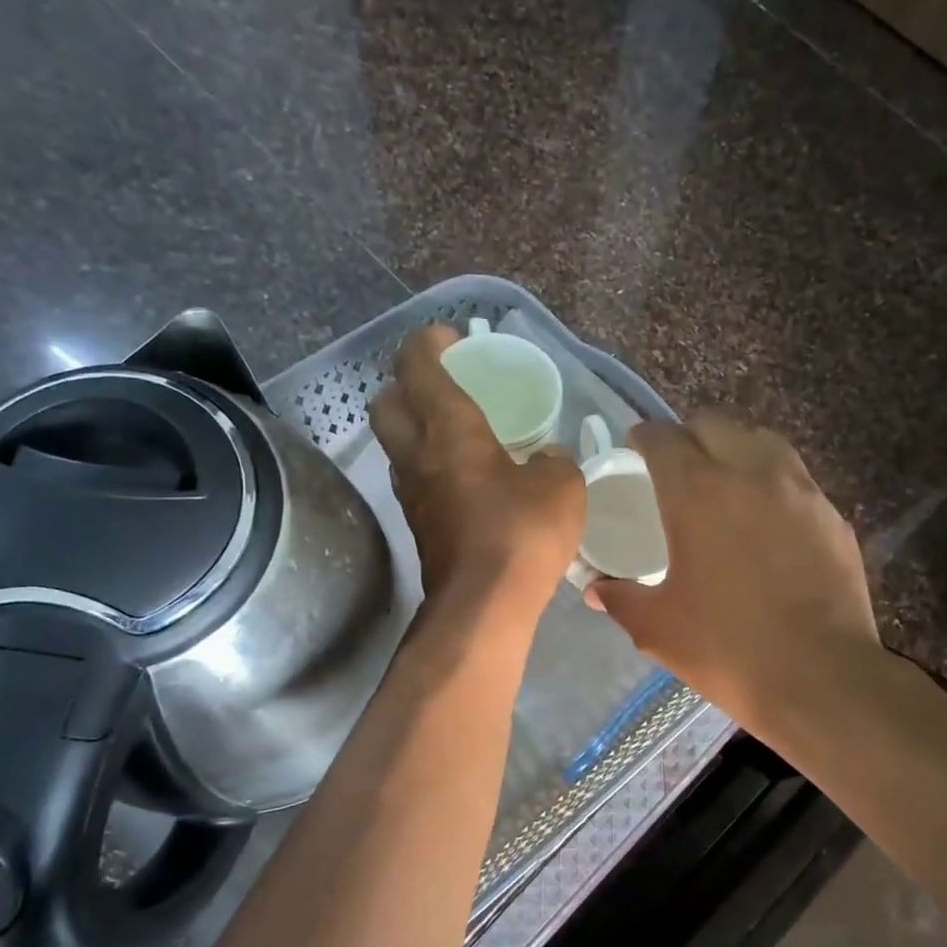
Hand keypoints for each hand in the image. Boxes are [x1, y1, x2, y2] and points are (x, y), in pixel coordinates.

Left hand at [369, 324, 584, 619]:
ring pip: (397, 445)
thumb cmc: (521, 535)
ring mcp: (412, 495)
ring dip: (416, 429)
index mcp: (449, 430)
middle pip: (386, 402)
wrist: (483, 608)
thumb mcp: (561, 488)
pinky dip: (432, 467)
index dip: (427, 341)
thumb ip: (554, 461)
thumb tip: (545, 459)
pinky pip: (416, 480)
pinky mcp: (419, 527)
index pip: (417, 365)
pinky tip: (468, 480)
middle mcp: (418, 456)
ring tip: (459, 433)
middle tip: (445, 386)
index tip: (451, 337)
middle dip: (406, 384)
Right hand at [589, 412, 878, 730]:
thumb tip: (596, 589)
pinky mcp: (831, 515)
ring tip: (723, 484)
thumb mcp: (656, 627)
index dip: (643, 438)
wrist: (820, 678)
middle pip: (713, 425)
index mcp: (698, 492)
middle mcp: (750, 473)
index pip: (662, 437)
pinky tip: (766, 522)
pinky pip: (795, 478)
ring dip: (734, 450)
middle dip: (687, 437)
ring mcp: (799, 490)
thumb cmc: (726, 649)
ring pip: (761, 441)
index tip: (635, 451)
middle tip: (675, 471)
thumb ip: (619, 597)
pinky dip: (772, 483)